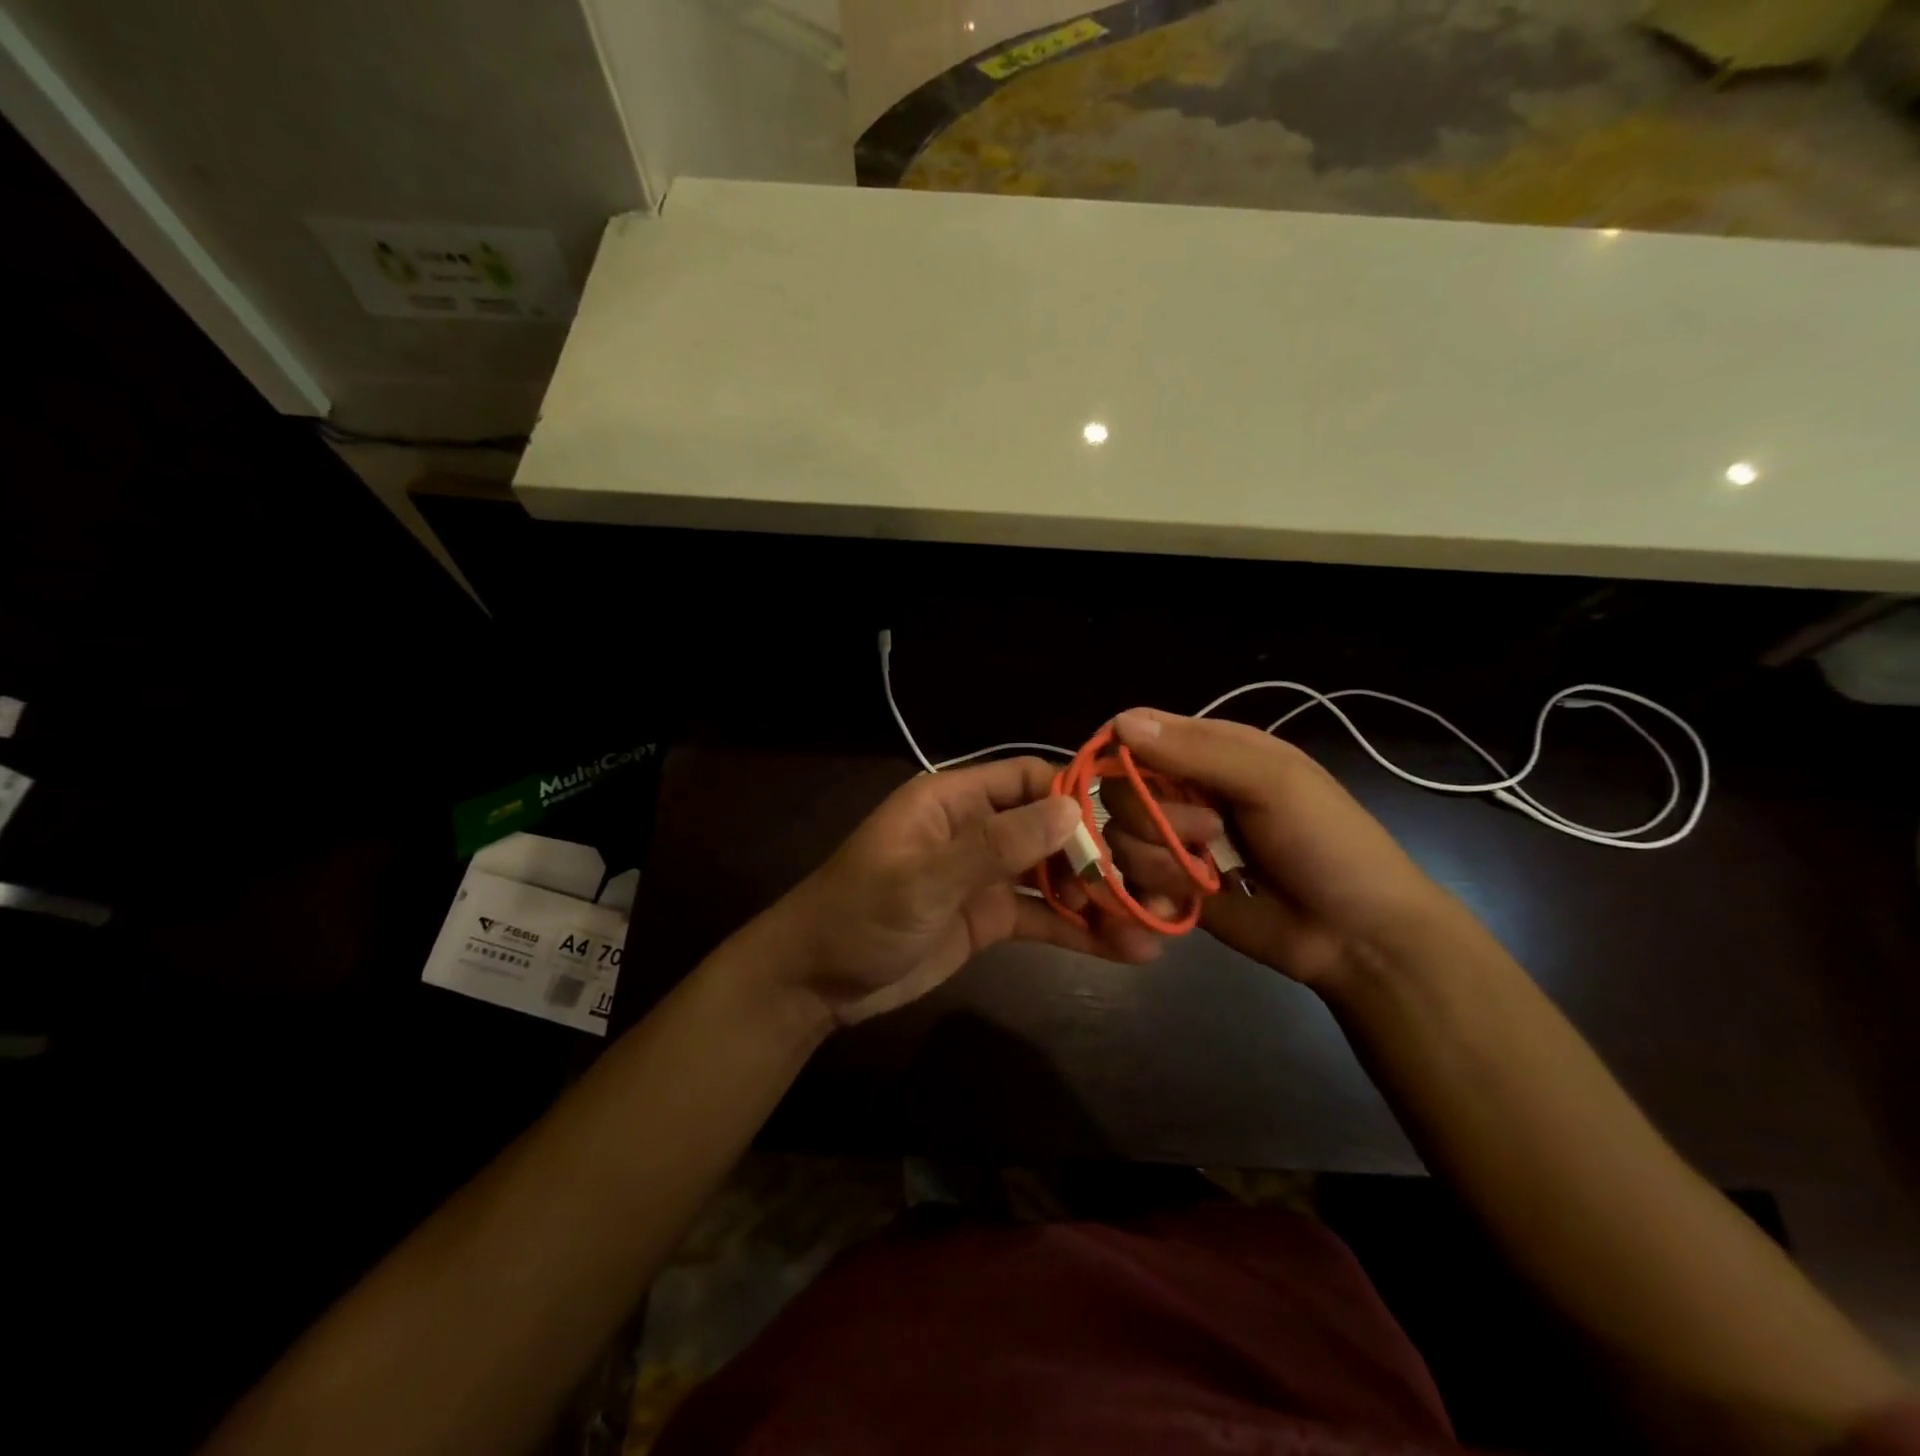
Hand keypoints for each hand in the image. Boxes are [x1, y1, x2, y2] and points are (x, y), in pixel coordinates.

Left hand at [772, 757, 1162, 1025]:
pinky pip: (1044, 917)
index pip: (1031, 779)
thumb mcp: (924, 879)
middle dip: (1106, 853)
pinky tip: (1127, 950)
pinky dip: (1081, 932)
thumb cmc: (859, 915)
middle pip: (1054, 828)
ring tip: (1158, 924)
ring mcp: (987, 875)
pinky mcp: (990, 918)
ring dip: (1102, 898)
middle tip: (1165, 878)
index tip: (1138, 819)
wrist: (815, 983)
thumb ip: (995, 846)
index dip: (1082, 794)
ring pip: (1057, 876)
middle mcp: (978, 829)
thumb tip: (1072, 811)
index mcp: (956, 800)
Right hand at [1098, 708, 1456, 993]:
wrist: (1357, 937)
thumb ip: (1198, 752)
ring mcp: (1176, 842)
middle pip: (1119, 789)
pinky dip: (1149, 894)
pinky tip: (1180, 906)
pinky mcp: (1171, 888)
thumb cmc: (1327, 844)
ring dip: (1157, 861)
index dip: (1121, 752)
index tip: (1131, 778)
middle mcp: (1185, 791)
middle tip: (1211, 833)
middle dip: (1153, 817)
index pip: (1138, 732)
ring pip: (1120, 838)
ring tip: (1206, 880)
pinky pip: (1130, 882)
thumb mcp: (1274, 783)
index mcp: (1210, 751)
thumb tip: (1118, 723)